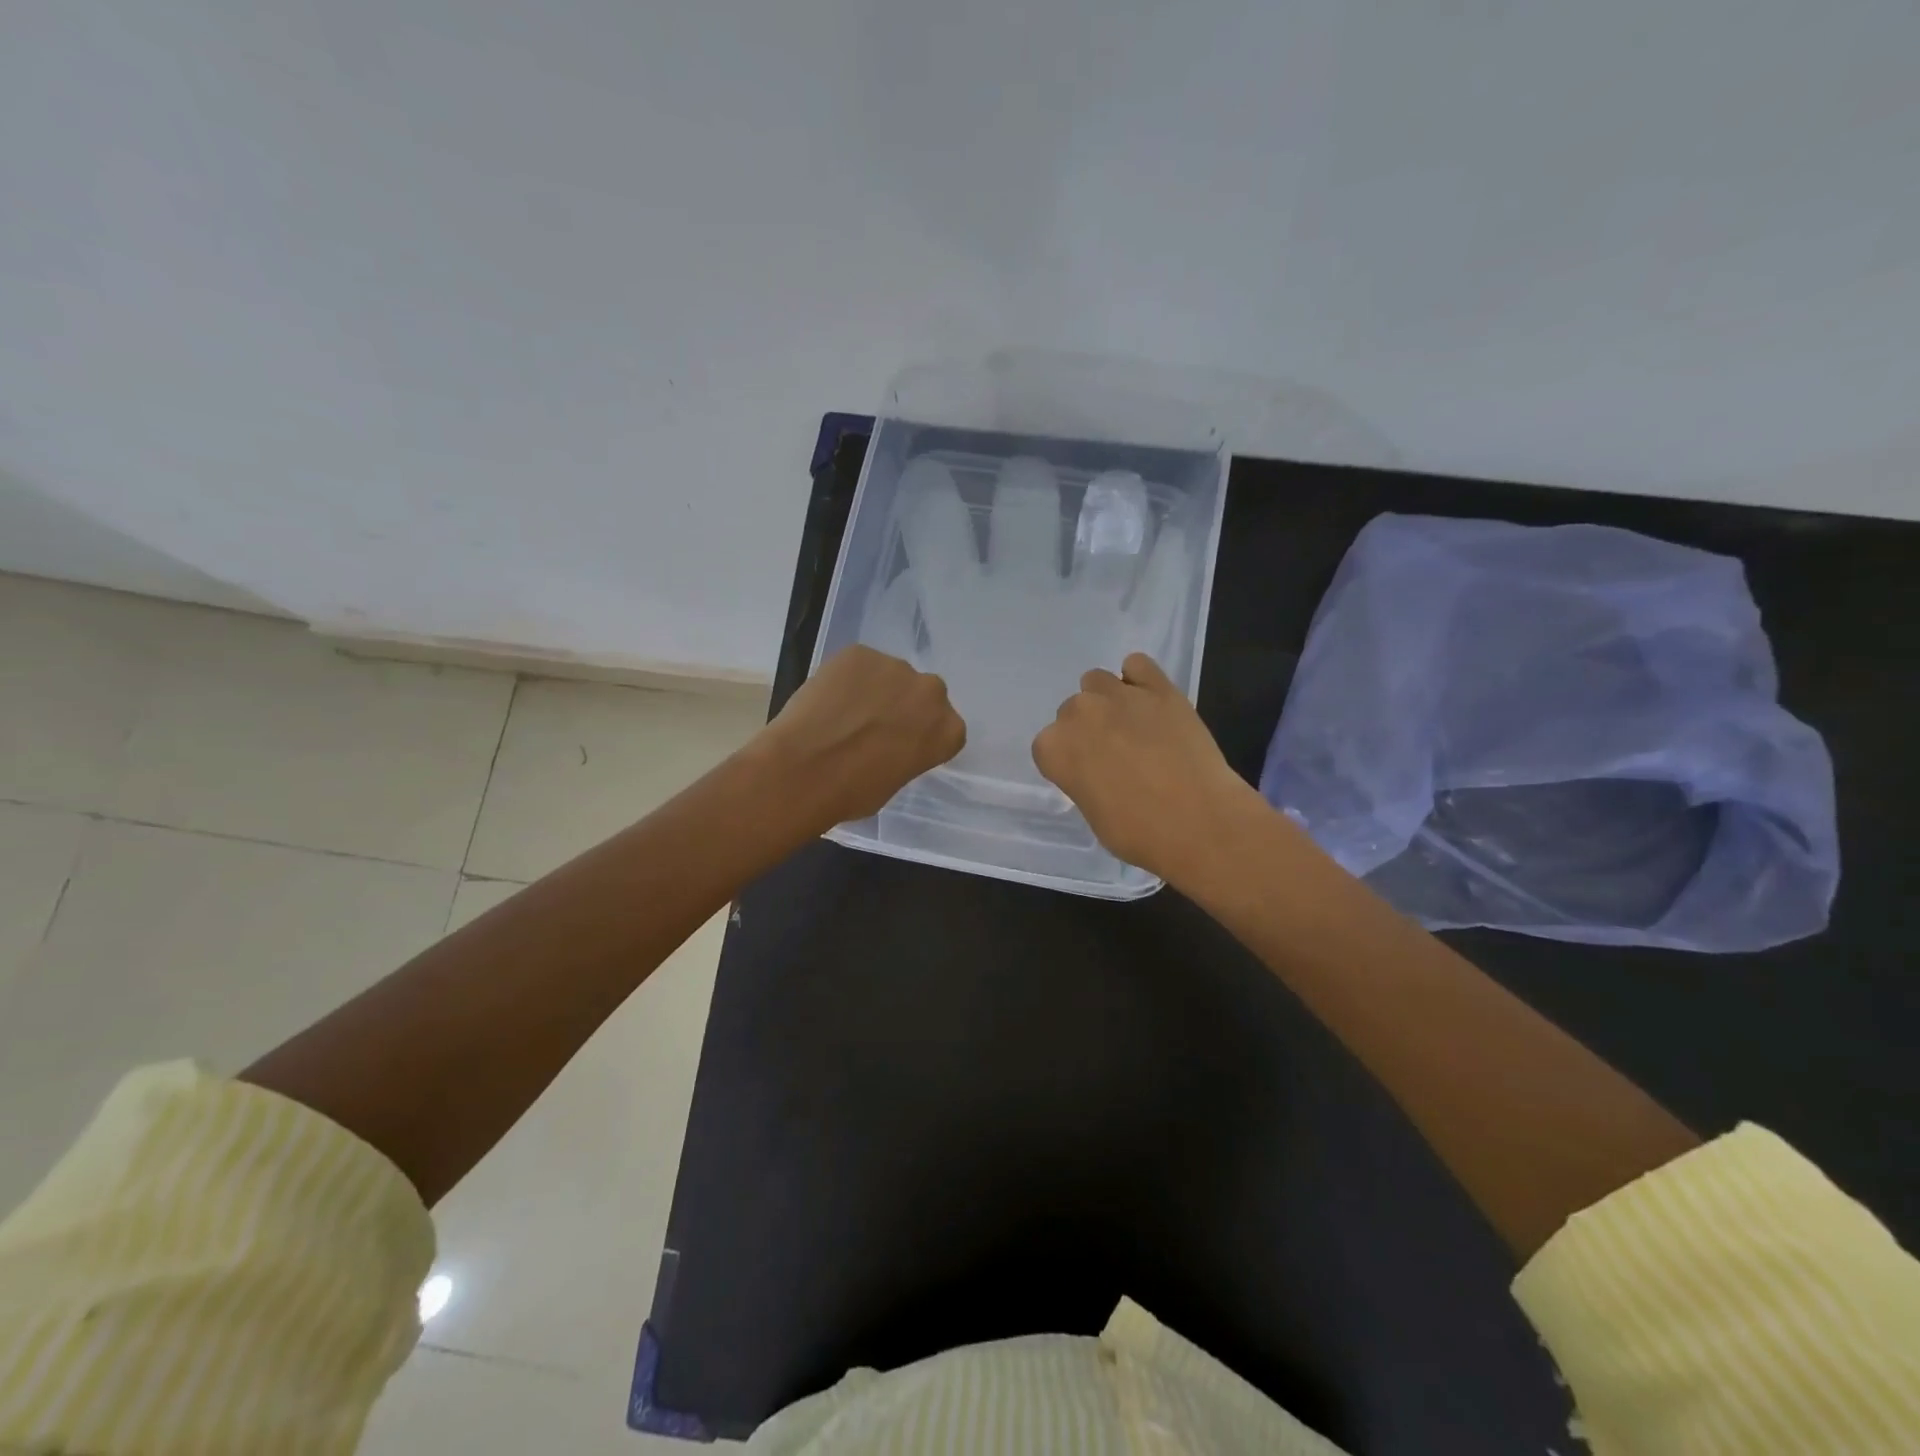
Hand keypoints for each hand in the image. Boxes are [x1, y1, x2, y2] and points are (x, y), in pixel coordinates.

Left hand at [754, 645, 965, 829]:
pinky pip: (858, 664)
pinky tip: (827, 700)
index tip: (900, 744)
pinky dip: (846, 678)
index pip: (944, 727)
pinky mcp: (860, 653)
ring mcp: (895, 667)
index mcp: (948, 730)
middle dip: (902, 706)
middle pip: (921, 695)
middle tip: (873, 726)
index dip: (919, 734)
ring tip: (843, 713)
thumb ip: (907, 754)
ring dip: (874, 689)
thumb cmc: (852, 792)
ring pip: (888, 675)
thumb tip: (889, 745)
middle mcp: (931, 692)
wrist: (804, 770)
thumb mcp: (896, 781)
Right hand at [1032, 652, 1261, 882]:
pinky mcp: (1158, 687)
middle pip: (1072, 711)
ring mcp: (1118, 695)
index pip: (1048, 744)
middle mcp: (1079, 713)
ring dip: (1107, 700)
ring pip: (1097, 682)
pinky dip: (1139, 678)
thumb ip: (1084, 780)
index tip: (1088, 775)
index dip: (1069, 760)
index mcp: (1054, 748)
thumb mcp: (1093, 813)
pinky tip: (1150, 702)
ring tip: (1132, 726)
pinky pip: (1137, 664)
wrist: (1198, 821)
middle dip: (1088, 729)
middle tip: (1115, 754)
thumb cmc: (1138, 832)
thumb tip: (1099, 771)